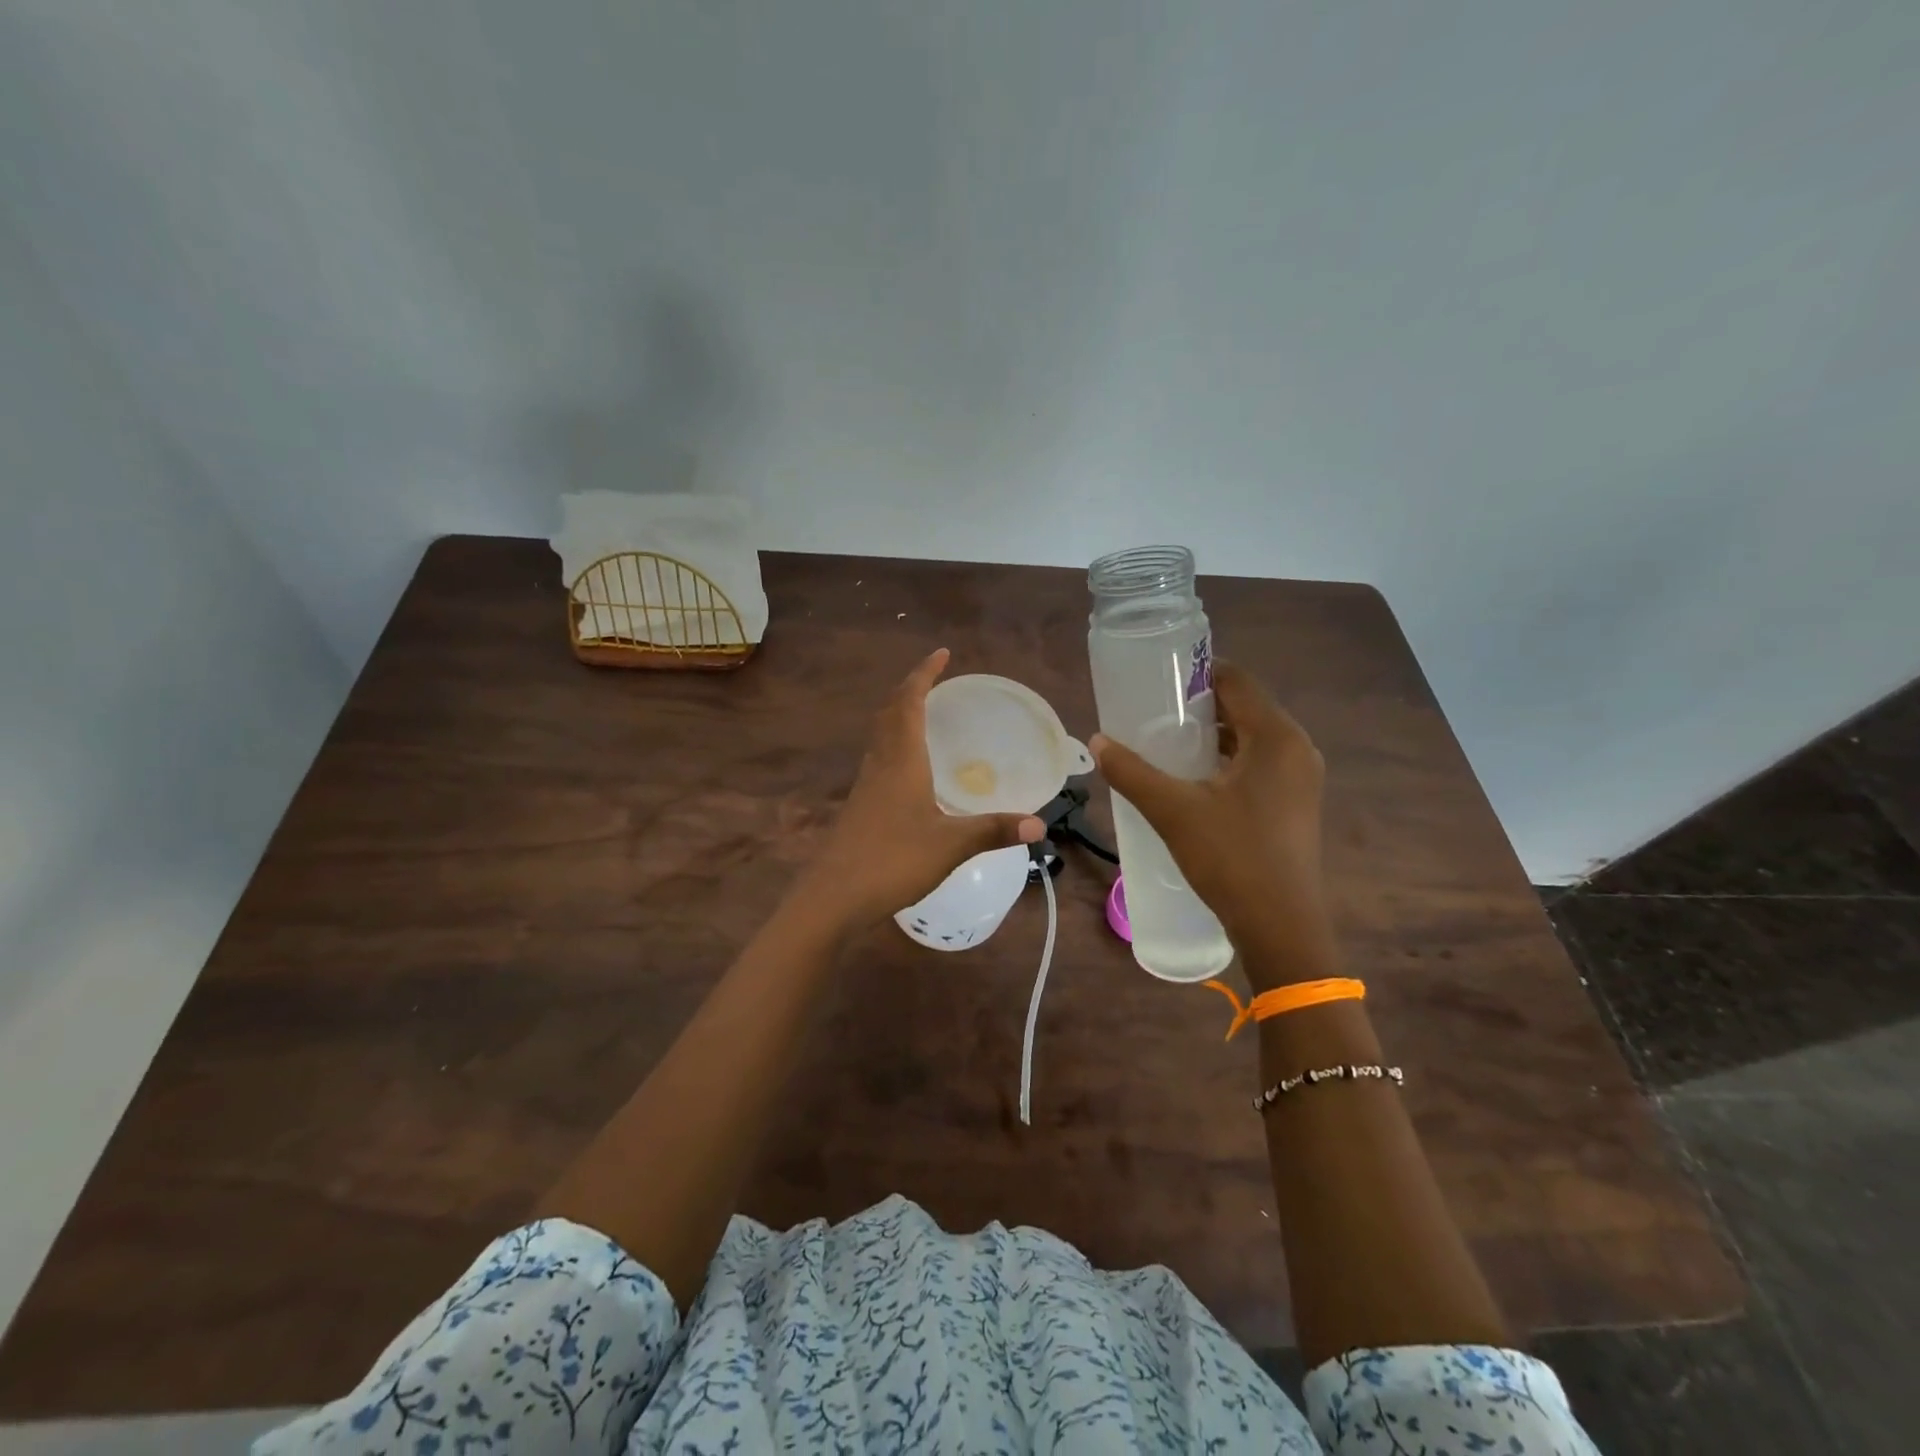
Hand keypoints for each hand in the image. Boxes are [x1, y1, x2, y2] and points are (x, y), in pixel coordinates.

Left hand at [799, 649, 1044, 929]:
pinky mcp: (859, 807)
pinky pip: (878, 759)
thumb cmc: (892, 860)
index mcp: (901, 760)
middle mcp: (880, 764)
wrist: (834, 897)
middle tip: (935, 679)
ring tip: (923, 714)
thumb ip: (994, 830)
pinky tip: (908, 769)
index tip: (941, 653)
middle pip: (890, 713)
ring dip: (899, 715)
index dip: (924, 675)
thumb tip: (1039, 824)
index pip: (909, 703)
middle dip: (910, 690)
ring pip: (880, 735)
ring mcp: (865, 786)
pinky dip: (894, 745)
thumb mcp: (950, 845)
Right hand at [1091, 662, 1335, 988]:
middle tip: (1153, 713)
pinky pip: (1258, 764)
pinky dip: (1226, 760)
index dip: (1197, 672)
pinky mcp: (1295, 804)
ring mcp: (1300, 779)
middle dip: (1199, 705)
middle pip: (1245, 707)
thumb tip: (1097, 743)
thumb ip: (1132, 773)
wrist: (1280, 928)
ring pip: (1251, 738)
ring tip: (1165, 744)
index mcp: (1276, 737)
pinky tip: (1192, 780)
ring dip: (1212, 735)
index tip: (1158, 679)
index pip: (1237, 680)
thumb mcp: (1173, 811)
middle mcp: (1296, 749)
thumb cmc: (1231, 858)